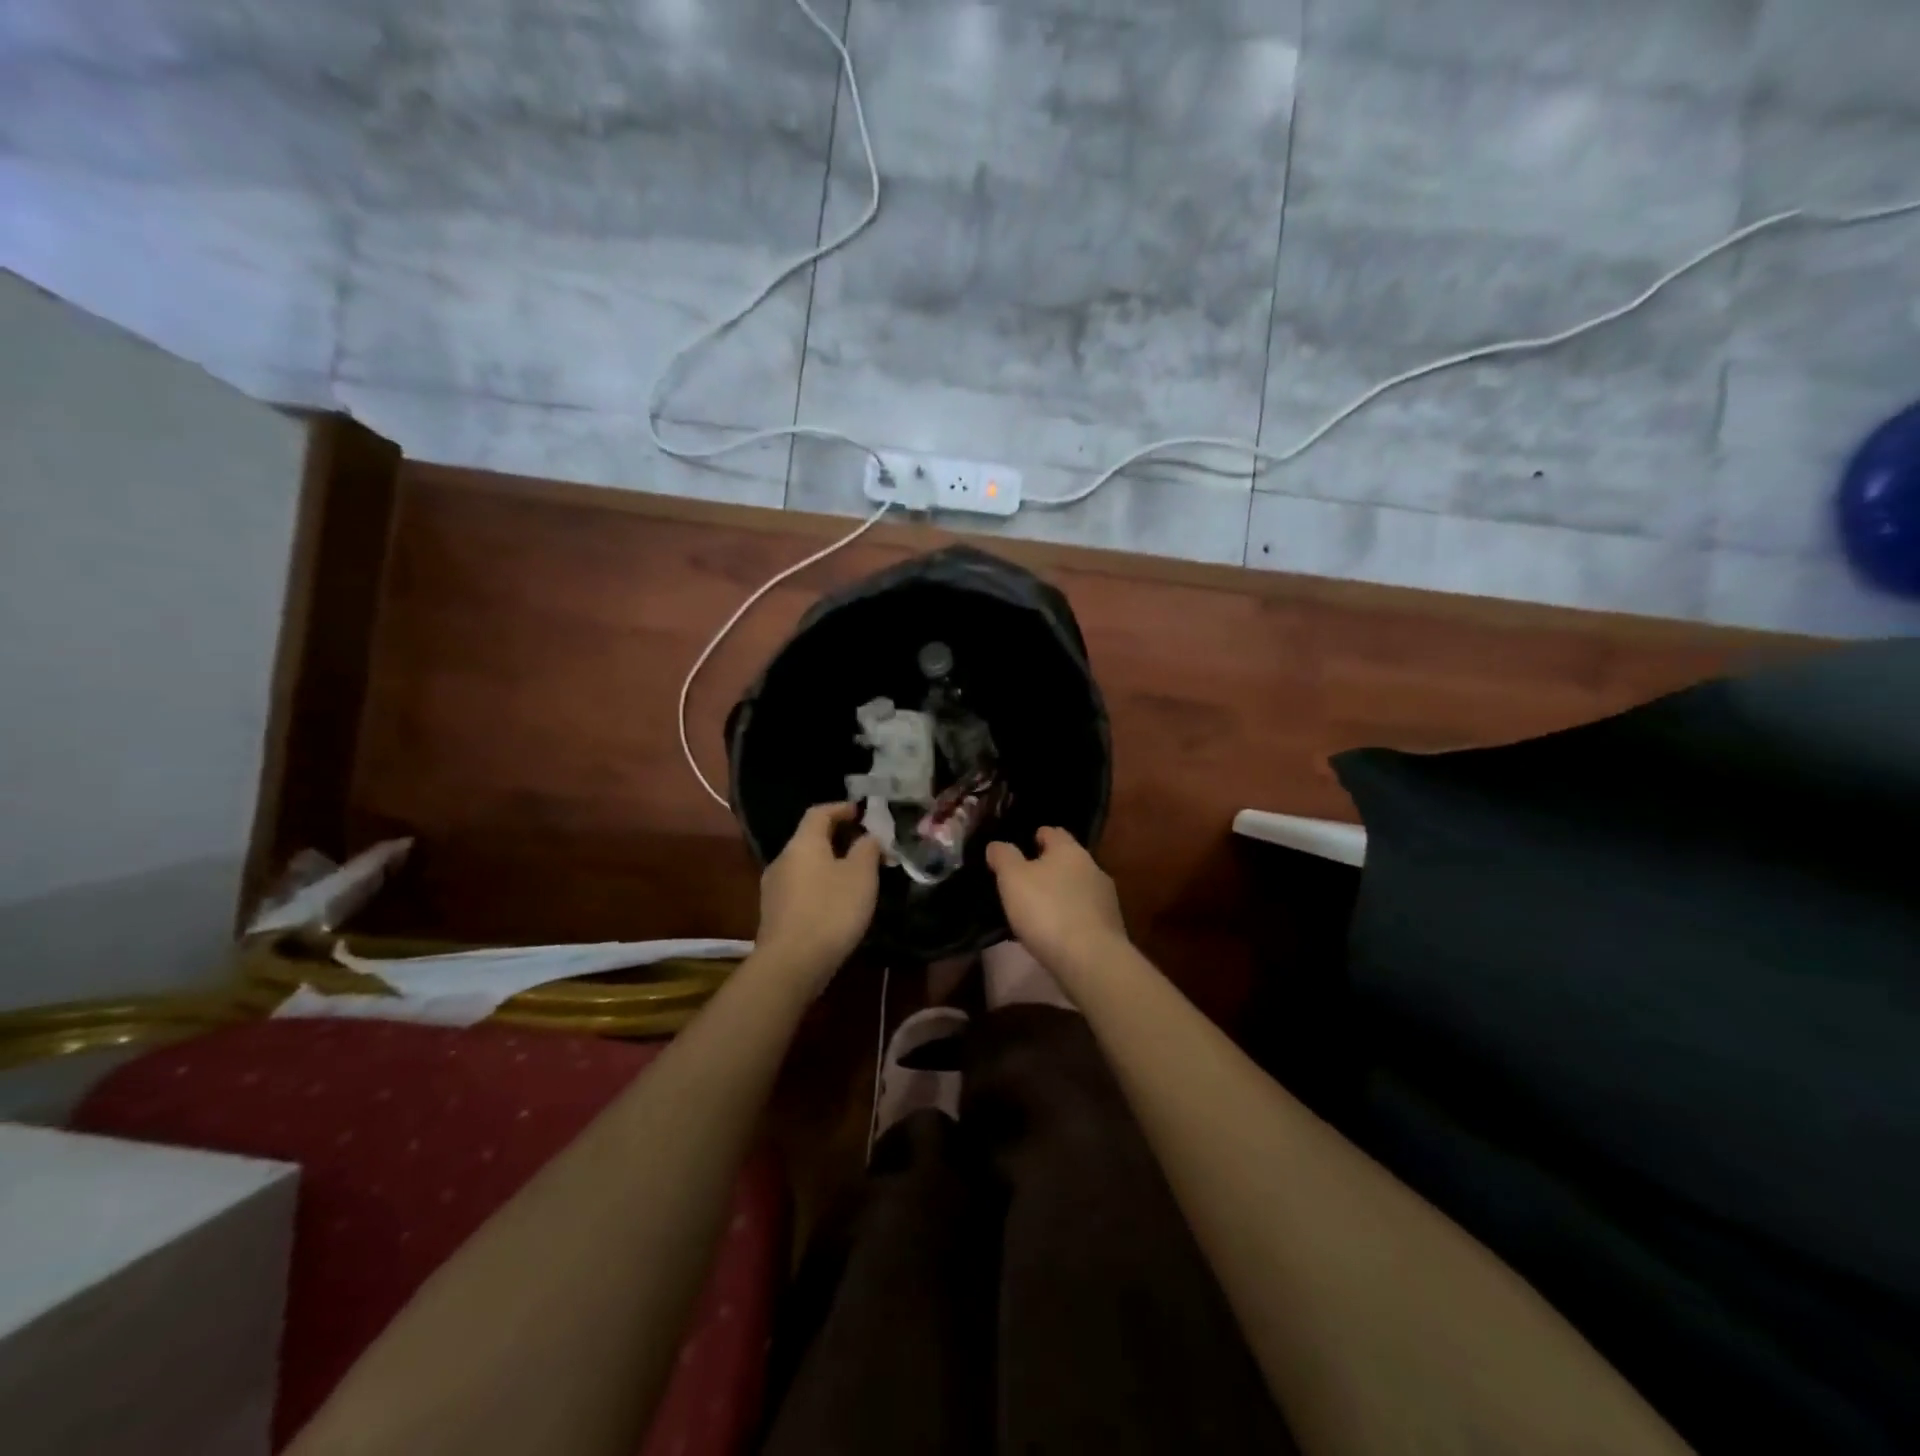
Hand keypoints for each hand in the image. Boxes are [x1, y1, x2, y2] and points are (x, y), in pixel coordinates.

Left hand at [756, 802, 880, 986]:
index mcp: (803, 843)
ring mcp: (774, 888)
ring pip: (805, 865)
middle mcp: (783, 859)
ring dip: (828, 864)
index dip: (841, 808)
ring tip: (854, 875)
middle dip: (837, 838)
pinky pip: (800, 888)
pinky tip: (836, 902)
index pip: (819, 813)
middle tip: (864, 845)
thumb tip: (868, 836)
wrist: (791, 964)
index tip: (861, 812)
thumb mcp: (861, 875)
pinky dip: (819, 885)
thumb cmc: (831, 910)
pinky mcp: (774, 914)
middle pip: (810, 839)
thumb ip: (867, 849)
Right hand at [985, 827, 1127, 976]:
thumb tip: (997, 845)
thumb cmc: (1047, 910)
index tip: (1022, 847)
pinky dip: (1070, 917)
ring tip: (1038, 911)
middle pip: (1067, 860)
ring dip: (1060, 894)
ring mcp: (1105, 898)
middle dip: (1048, 868)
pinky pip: (1084, 913)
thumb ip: (1003, 857)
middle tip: (1024, 882)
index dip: (1037, 837)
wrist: (1091, 959)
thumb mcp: (1013, 879)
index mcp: (1069, 849)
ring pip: (1077, 888)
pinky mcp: (1110, 926)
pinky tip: (1056, 932)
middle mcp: (1092, 867)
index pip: (1053, 832)